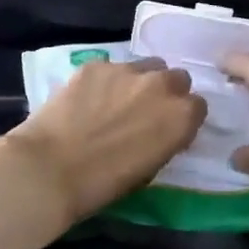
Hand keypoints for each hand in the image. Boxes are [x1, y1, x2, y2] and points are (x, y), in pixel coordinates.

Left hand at [4, 58, 205, 226]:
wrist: (51, 168)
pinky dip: (105, 81)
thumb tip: (160, 130)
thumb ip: (164, 140)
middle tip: (145, 111)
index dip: (183, 117)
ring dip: (139, 81)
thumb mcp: (149, 169)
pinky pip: (110, 68)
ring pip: (145, 66)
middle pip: (176, 78)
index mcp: (180, 116)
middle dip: (166, 92)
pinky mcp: (96, 64)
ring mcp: (127, 70)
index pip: (197, 106)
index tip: (169, 127)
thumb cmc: (103, 184)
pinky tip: (86, 99)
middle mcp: (160, 85)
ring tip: (115, 101)